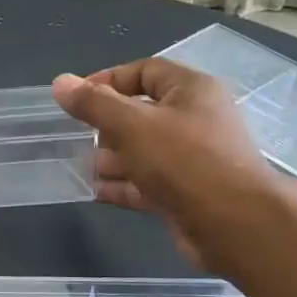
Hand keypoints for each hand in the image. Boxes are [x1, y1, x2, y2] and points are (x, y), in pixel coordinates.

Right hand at [52, 60, 293, 270]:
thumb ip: (94, 104)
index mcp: (191, 90)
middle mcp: (194, 120)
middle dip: (106, 124)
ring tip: (77, 165)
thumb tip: (61, 83)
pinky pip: (146, 182)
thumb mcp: (132, 125)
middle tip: (75, 136)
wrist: (235, 225)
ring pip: (142, 150)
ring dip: (111, 158)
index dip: (108, 80)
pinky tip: (93, 191)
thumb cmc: (185, 161)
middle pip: (141, 113)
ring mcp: (191, 159)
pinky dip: (122, 185)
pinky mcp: (185, 193)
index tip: (76, 99)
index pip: (144, 71)